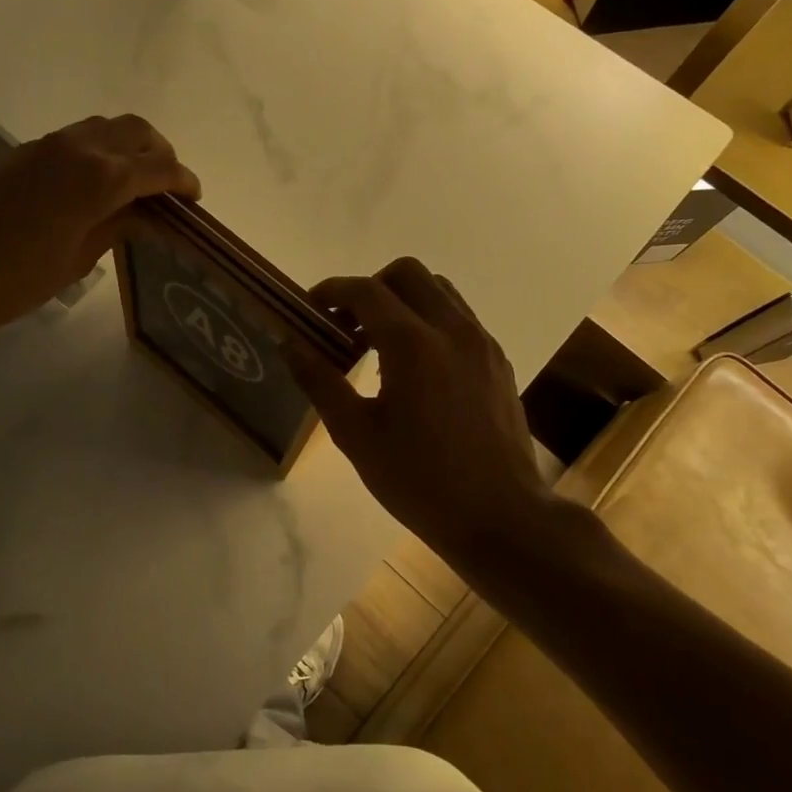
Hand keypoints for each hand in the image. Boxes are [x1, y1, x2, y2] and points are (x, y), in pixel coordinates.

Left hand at [0, 114, 198, 340]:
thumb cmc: (14, 279)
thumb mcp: (77, 259)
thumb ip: (117, 226)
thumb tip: (147, 214)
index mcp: (100, 177)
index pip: (157, 167)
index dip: (182, 181)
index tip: (193, 199)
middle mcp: (78, 148)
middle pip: (136, 131)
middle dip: (160, 154)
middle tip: (167, 189)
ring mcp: (47, 145)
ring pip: (105, 127)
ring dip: (129, 147)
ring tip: (135, 185)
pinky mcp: (23, 152)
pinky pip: (77, 137)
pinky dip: (100, 150)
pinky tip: (95, 185)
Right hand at [288, 258, 549, 563]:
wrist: (501, 518)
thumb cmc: (419, 480)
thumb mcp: (356, 435)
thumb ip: (320, 381)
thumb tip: (289, 342)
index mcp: (413, 345)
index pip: (366, 291)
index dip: (332, 291)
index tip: (311, 307)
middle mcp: (452, 330)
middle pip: (407, 273)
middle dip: (370, 287)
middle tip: (347, 324)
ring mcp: (482, 343)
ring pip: (439, 290)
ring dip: (402, 301)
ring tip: (378, 343)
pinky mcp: (498, 361)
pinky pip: (459, 317)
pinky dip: (429, 320)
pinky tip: (414, 366)